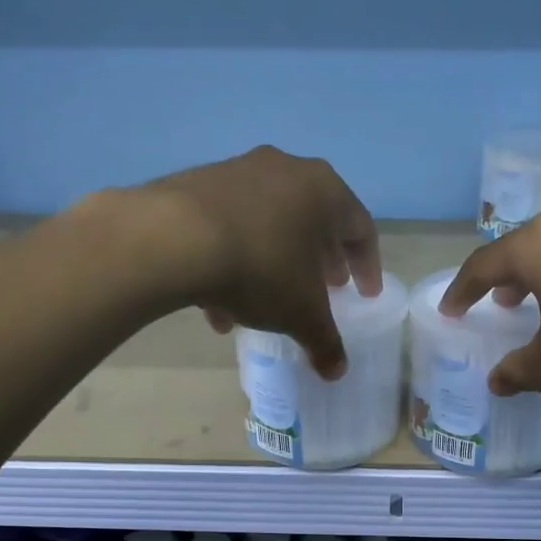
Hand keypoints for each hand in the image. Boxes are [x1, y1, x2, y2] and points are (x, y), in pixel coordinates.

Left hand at [129, 146, 380, 378]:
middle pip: (314, 220)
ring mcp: (238, 171)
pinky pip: (229, 226)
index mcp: (323, 190)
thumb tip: (336, 371)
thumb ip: (325, 341)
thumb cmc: (260, 268)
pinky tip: (219, 305)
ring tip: (267, 305)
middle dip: (321, 260)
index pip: (360, 229)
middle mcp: (285, 169)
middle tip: (326, 289)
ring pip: (268, 224)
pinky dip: (233, 261)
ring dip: (274, 263)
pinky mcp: (197, 183)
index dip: (367, 266)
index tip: (365, 295)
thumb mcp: (301, 314)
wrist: (172, 239)